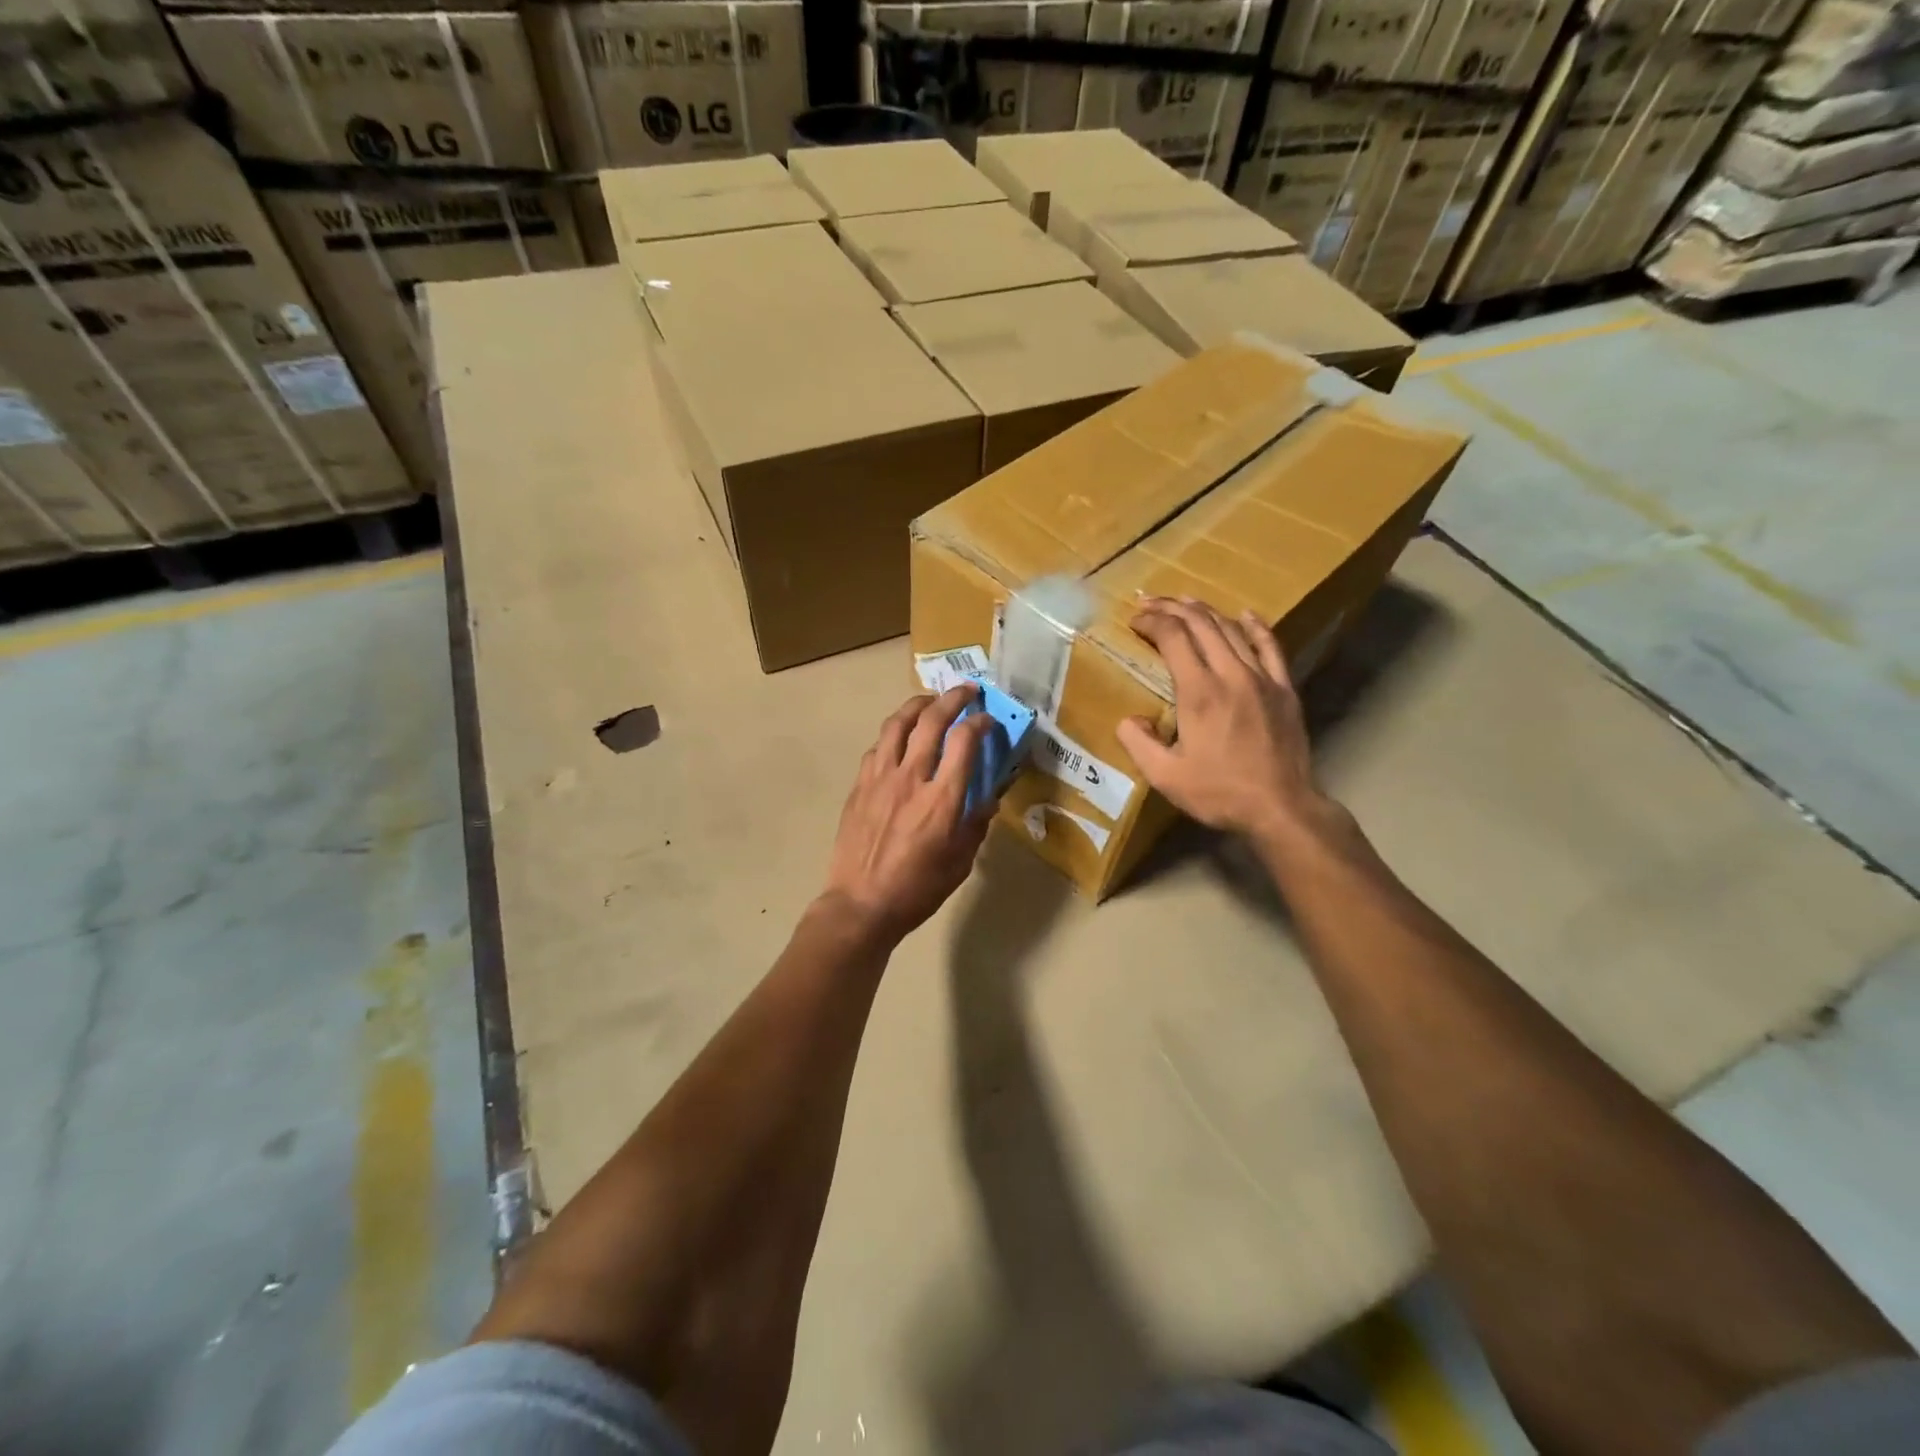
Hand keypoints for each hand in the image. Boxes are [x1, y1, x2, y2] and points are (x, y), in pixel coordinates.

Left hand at [822, 685, 993, 940]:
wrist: (861, 905)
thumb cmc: (917, 890)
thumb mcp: (959, 863)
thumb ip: (975, 824)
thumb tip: (987, 798)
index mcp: (942, 800)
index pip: (964, 742)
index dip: (980, 722)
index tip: (988, 719)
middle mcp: (911, 778)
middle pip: (931, 721)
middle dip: (952, 698)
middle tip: (966, 691)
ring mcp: (880, 778)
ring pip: (897, 724)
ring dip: (917, 705)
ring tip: (930, 700)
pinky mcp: (859, 785)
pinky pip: (878, 747)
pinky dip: (894, 733)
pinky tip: (900, 737)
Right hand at [1116, 597, 1338, 844]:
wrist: (1280, 807)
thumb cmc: (1219, 793)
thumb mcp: (1165, 776)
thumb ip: (1138, 743)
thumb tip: (1128, 719)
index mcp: (1199, 692)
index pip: (1173, 637)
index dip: (1152, 622)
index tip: (1134, 620)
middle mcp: (1230, 674)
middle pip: (1201, 624)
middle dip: (1172, 608)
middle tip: (1150, 603)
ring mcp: (1262, 678)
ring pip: (1232, 630)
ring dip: (1205, 611)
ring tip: (1185, 603)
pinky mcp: (1284, 689)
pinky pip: (1270, 646)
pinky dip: (1255, 626)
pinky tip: (1245, 614)